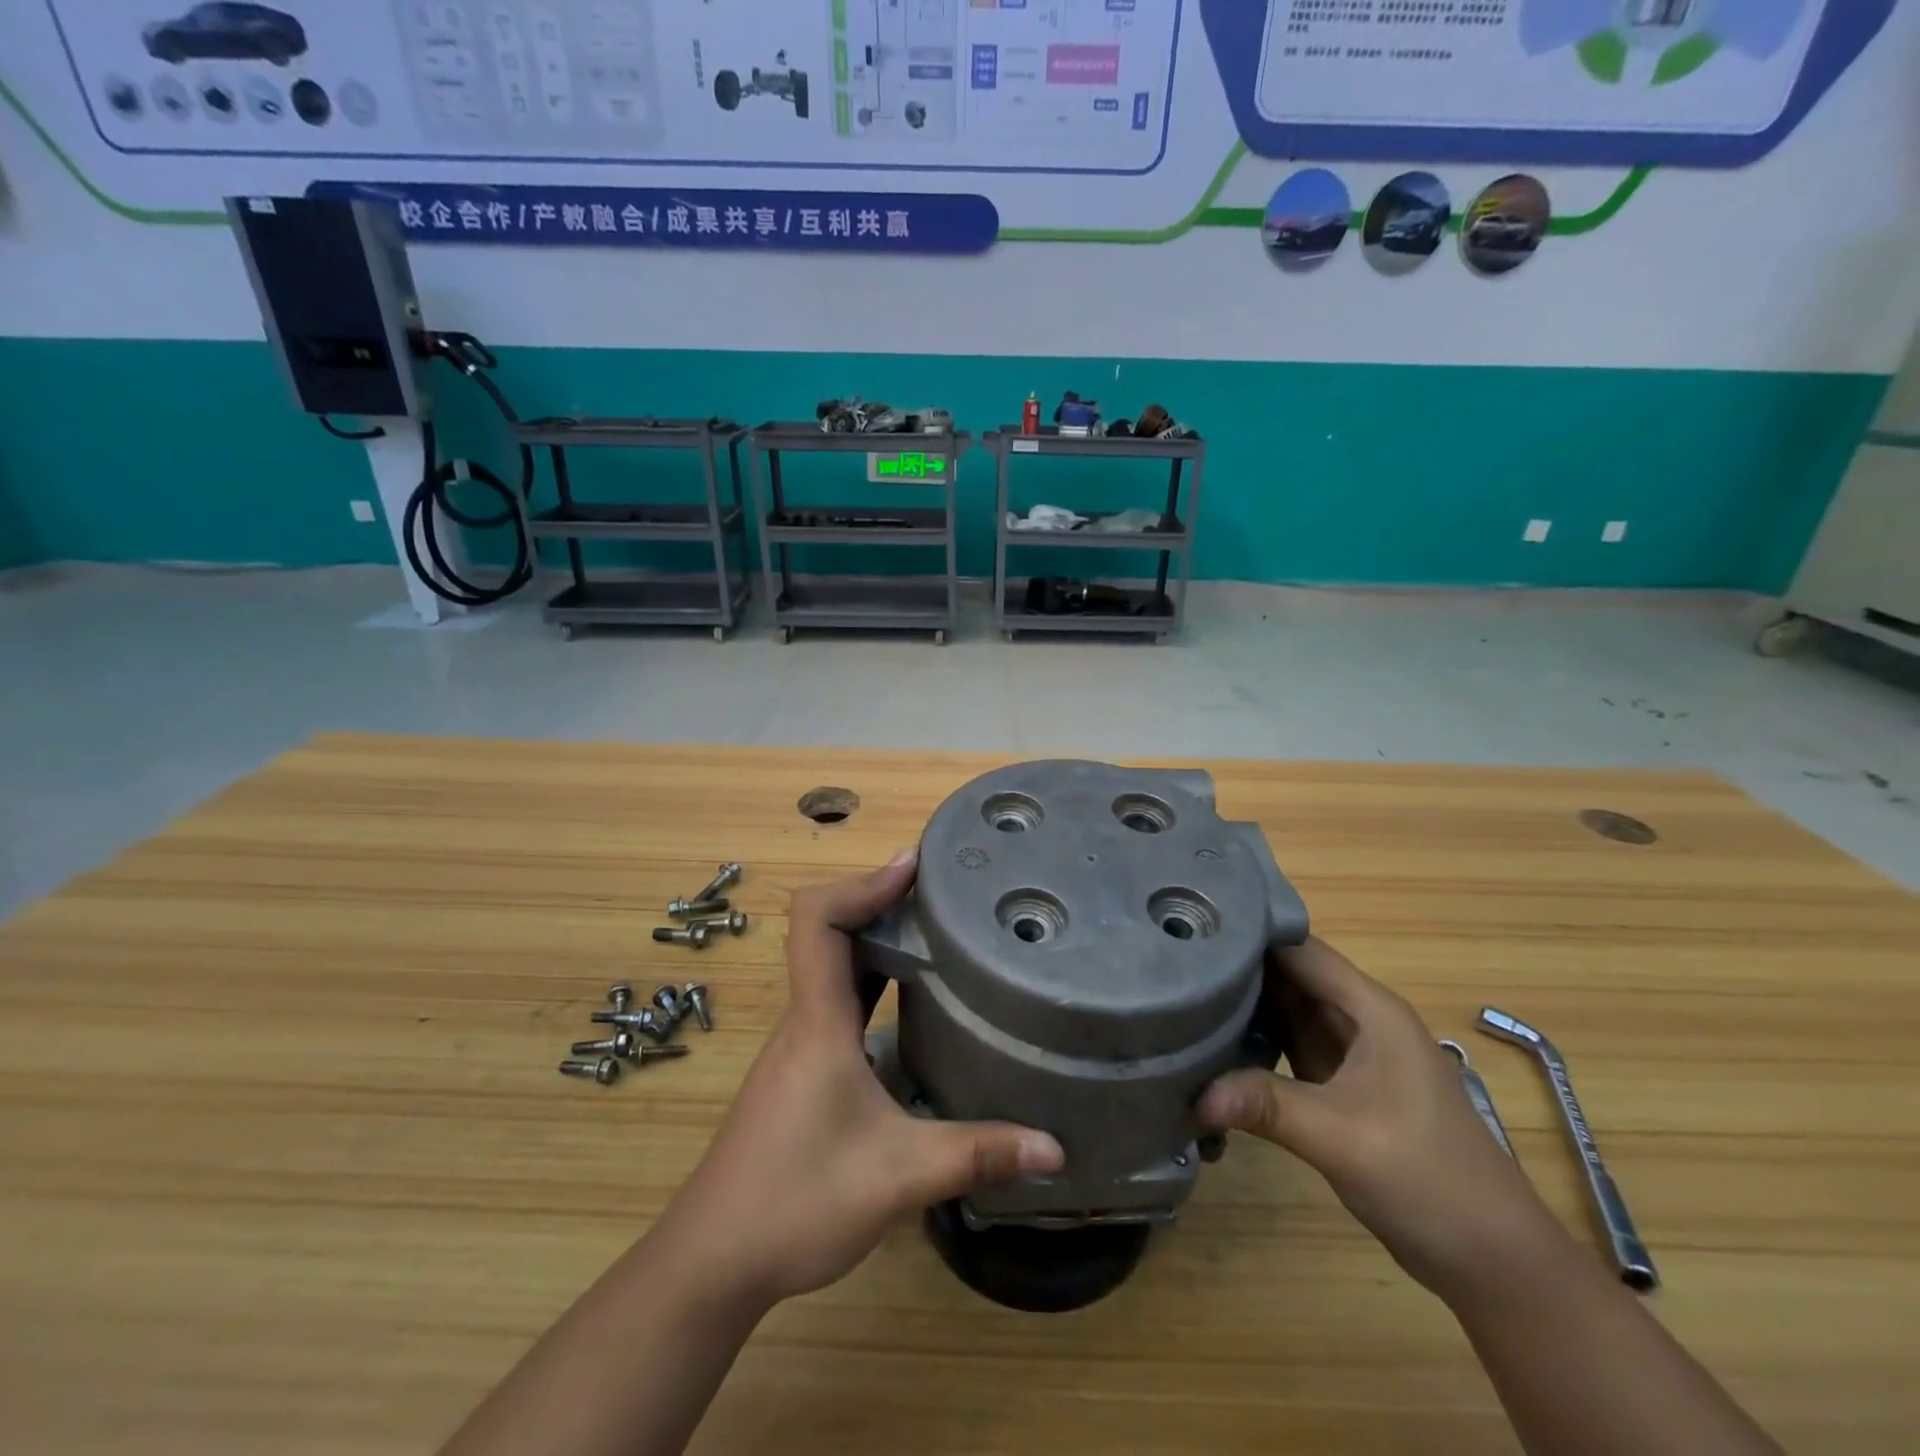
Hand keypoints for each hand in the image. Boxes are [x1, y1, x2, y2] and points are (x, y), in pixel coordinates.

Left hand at [657, 848, 1063, 1307]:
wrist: (714, 1259)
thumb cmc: (795, 1201)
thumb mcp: (897, 1177)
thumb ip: (976, 1156)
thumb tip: (1054, 1148)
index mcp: (818, 1019)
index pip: (817, 919)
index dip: (862, 883)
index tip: (915, 868)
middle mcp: (805, 1018)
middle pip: (830, 930)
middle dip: (882, 900)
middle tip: (945, 892)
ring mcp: (801, 1043)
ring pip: (835, 965)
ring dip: (878, 938)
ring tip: (939, 931)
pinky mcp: (804, 1069)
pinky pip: (839, 999)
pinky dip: (874, 978)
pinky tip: (914, 1001)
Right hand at [1199, 937, 1560, 1296]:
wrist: (1491, 1258)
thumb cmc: (1427, 1178)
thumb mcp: (1341, 1136)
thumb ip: (1267, 1105)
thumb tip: (1194, 1094)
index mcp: (1371, 1009)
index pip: (1300, 950)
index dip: (1251, 932)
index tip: (1195, 924)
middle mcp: (1359, 1019)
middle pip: (1289, 975)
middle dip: (1236, 965)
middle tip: (1172, 958)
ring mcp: (1350, 1052)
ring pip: (1286, 1008)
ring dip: (1242, 1002)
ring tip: (1181, 989)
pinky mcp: (1339, 1084)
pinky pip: (1288, 1043)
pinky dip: (1254, 1038)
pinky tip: (1213, 1041)